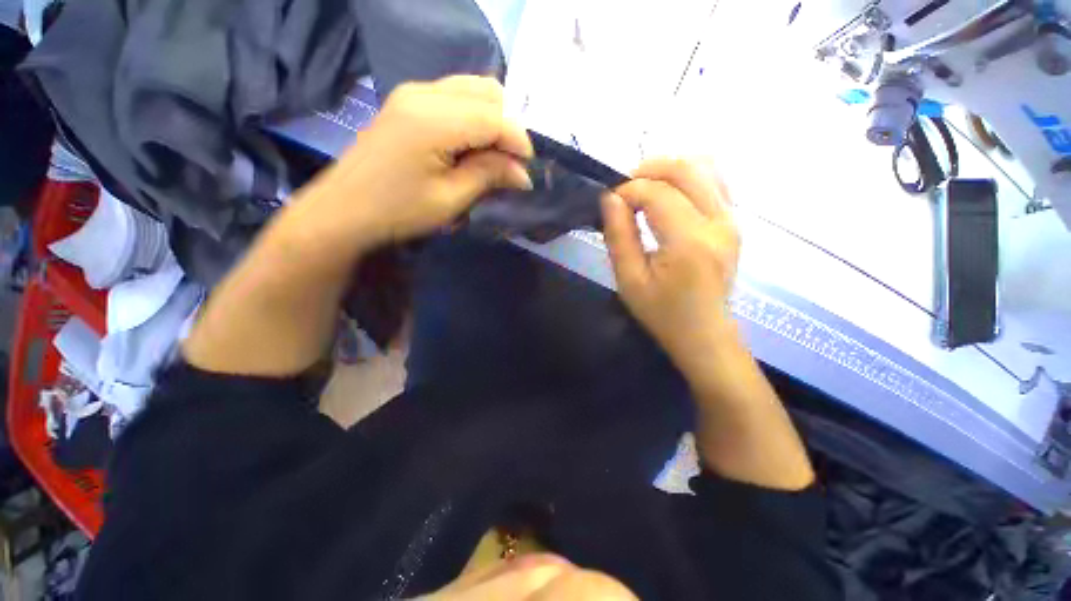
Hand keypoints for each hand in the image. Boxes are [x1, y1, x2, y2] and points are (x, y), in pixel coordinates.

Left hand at [293, 76, 533, 257]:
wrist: (345, 210)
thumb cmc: (399, 211)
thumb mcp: (451, 199)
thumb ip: (489, 176)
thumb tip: (523, 173)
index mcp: (434, 119)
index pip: (494, 117)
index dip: (519, 141)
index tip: (529, 169)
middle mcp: (424, 92)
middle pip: (486, 92)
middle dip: (508, 127)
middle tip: (510, 163)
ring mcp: (412, 93)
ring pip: (471, 89)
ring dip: (492, 119)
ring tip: (494, 155)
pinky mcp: (407, 102)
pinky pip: (454, 96)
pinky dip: (473, 116)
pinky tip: (473, 144)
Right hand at [602, 158, 740, 375]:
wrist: (704, 334)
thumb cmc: (662, 313)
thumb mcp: (629, 280)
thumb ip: (619, 236)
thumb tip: (611, 198)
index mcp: (689, 242)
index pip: (657, 193)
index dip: (628, 190)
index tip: (609, 201)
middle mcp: (718, 222)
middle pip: (686, 169)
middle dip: (649, 169)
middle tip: (624, 188)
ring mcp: (732, 220)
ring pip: (705, 167)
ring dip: (668, 170)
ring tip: (644, 190)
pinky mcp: (733, 223)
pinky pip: (714, 182)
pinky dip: (688, 178)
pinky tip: (668, 196)